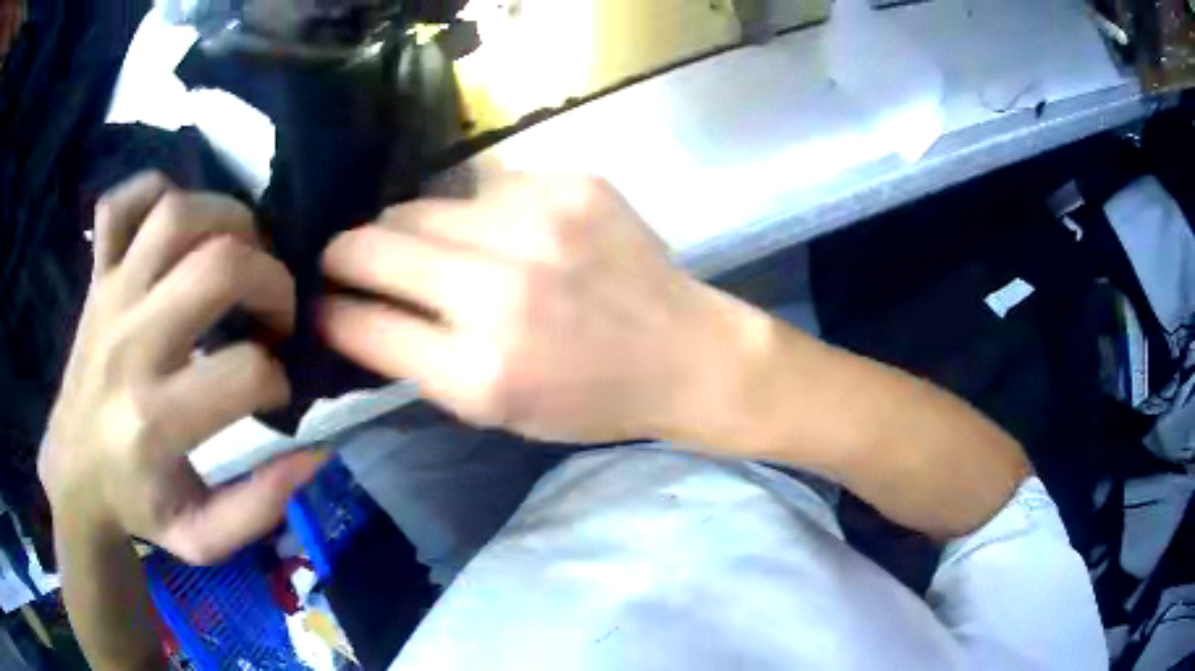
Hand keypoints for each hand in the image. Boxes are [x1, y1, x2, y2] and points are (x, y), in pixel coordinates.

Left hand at [39, 172, 325, 564]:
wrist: (74, 477)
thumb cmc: (138, 507)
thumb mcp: (204, 538)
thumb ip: (261, 506)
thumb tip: (316, 449)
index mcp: (154, 421)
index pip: (246, 371)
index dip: (280, 379)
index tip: (277, 396)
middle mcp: (130, 343)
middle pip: (220, 265)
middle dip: (273, 281)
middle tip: (276, 313)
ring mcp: (109, 297)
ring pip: (177, 214)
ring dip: (229, 221)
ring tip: (242, 257)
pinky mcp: (97, 277)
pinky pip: (122, 204)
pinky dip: (154, 192)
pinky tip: (176, 224)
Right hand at [319, 174, 750, 443]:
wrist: (685, 353)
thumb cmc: (589, 400)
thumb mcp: (496, 412)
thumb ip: (418, 362)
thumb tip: (353, 314)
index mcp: (481, 372)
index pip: (360, 324)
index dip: (327, 312)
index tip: (318, 304)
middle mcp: (502, 290)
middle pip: (373, 245)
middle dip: (343, 255)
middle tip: (344, 261)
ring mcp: (538, 224)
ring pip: (419, 205)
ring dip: (407, 230)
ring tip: (427, 249)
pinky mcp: (570, 184)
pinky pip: (481, 186)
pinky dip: (472, 213)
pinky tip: (499, 234)